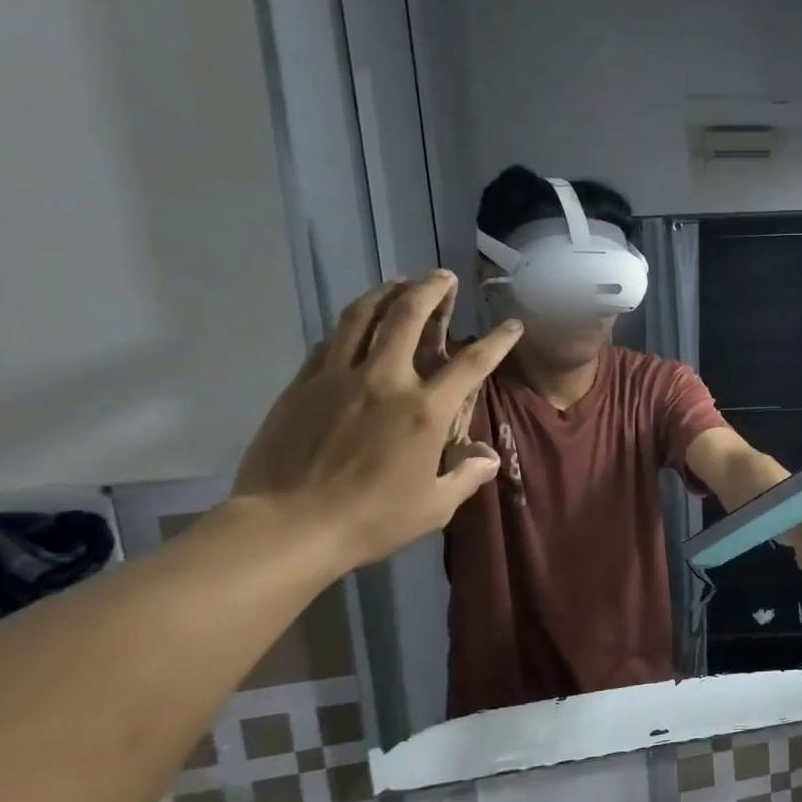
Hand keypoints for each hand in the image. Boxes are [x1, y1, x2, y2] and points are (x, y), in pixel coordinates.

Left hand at [233, 273, 521, 570]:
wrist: (290, 525)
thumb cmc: (372, 519)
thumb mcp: (435, 507)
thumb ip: (467, 476)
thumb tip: (487, 458)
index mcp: (424, 412)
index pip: (471, 365)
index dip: (497, 341)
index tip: (511, 324)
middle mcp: (384, 381)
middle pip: (408, 318)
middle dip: (430, 290)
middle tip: (442, 276)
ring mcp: (338, 377)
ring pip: (362, 317)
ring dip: (385, 293)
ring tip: (398, 283)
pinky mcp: (302, 384)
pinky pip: (330, 342)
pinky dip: (349, 326)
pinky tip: (355, 325)